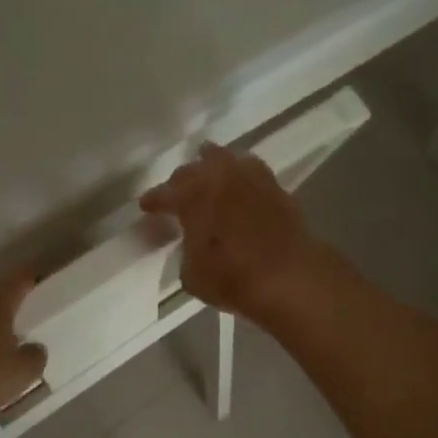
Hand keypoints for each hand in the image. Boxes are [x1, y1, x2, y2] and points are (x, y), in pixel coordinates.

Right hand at [140, 143, 328, 324]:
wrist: (290, 277)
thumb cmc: (233, 278)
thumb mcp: (192, 273)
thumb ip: (187, 250)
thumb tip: (193, 242)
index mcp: (192, 195)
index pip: (165, 194)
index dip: (153, 201)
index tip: (146, 206)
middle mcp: (220, 177)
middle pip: (194, 170)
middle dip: (182, 181)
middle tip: (176, 193)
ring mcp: (251, 178)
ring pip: (225, 160)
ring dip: (213, 166)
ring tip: (208, 175)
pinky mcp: (277, 188)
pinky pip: (251, 172)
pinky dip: (240, 177)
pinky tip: (239, 187)